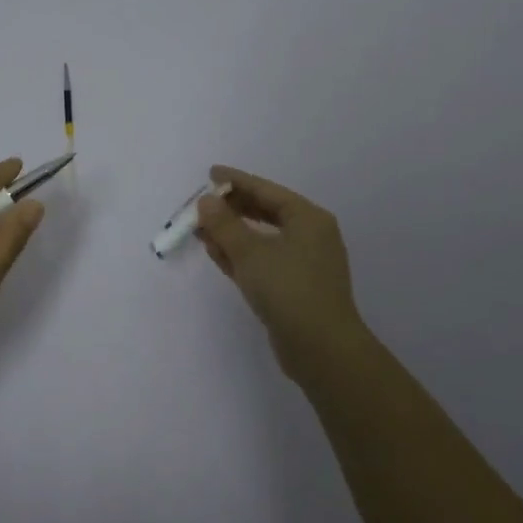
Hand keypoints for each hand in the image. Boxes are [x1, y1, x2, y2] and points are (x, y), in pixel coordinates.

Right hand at [197, 166, 373, 387]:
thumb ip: (224, 224)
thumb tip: (206, 202)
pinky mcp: (294, 287)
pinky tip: (216, 253)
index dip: (236, 181)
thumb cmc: (288, 289)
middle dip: (232, 209)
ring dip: (232, 234)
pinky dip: (240, 255)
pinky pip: (263, 261)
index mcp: (308, 218)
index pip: (266, 191)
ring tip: (201, 229)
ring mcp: (304, 263)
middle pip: (265, 212)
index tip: (210, 174)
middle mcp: (310, 236)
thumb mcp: (250, 252)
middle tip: (201, 206)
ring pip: (262, 239)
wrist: (321, 348)